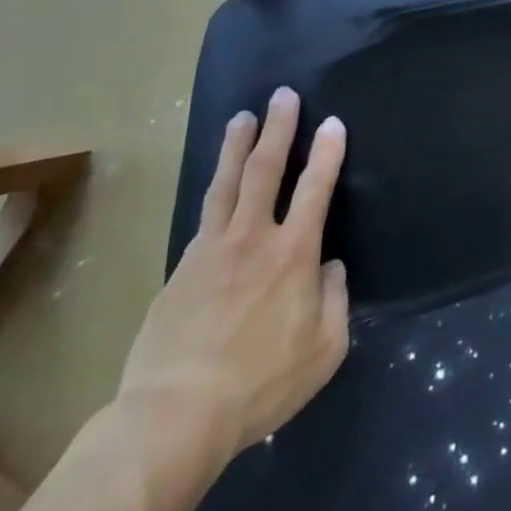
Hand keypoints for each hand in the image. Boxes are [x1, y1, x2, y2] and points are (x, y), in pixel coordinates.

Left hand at [117, 87, 350, 465]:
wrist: (175, 415)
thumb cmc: (261, 383)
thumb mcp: (325, 349)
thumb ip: (335, 301)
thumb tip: (329, 269)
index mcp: (294, 254)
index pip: (315, 189)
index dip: (328, 153)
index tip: (333, 123)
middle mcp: (252, 239)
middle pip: (265, 170)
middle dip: (279, 129)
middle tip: (283, 96)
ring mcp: (210, 250)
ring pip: (226, 184)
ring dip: (237, 146)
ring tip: (242, 118)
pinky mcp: (179, 269)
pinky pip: (203, 217)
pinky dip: (214, 191)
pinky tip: (217, 187)